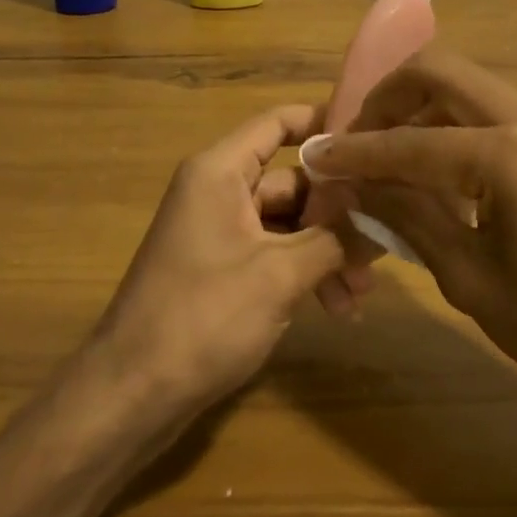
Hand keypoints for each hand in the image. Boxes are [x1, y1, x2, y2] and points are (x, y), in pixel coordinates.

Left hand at [94, 104, 352, 414]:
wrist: (132, 394)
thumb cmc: (204, 317)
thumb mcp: (280, 275)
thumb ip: (336, 238)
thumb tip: (383, 214)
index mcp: (220, 172)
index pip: (278, 123)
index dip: (323, 123)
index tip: (372, 139)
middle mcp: (218, 191)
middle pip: (292, 182)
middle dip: (339, 216)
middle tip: (381, 247)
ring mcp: (218, 232)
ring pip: (288, 225)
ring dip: (327, 253)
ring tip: (360, 296)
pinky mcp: (220, 269)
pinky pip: (273, 255)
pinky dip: (304, 274)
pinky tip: (335, 310)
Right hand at [304, 49, 516, 424]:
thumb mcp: (472, 280)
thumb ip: (409, 217)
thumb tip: (355, 183)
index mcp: (510, 154)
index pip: (409, 141)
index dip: (355, 151)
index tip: (315, 157)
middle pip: (438, 71)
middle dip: (385, 98)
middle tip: (354, 140)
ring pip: (466, 85)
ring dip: (418, 108)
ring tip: (386, 156)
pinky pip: (492, 110)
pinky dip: (451, 124)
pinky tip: (435, 170)